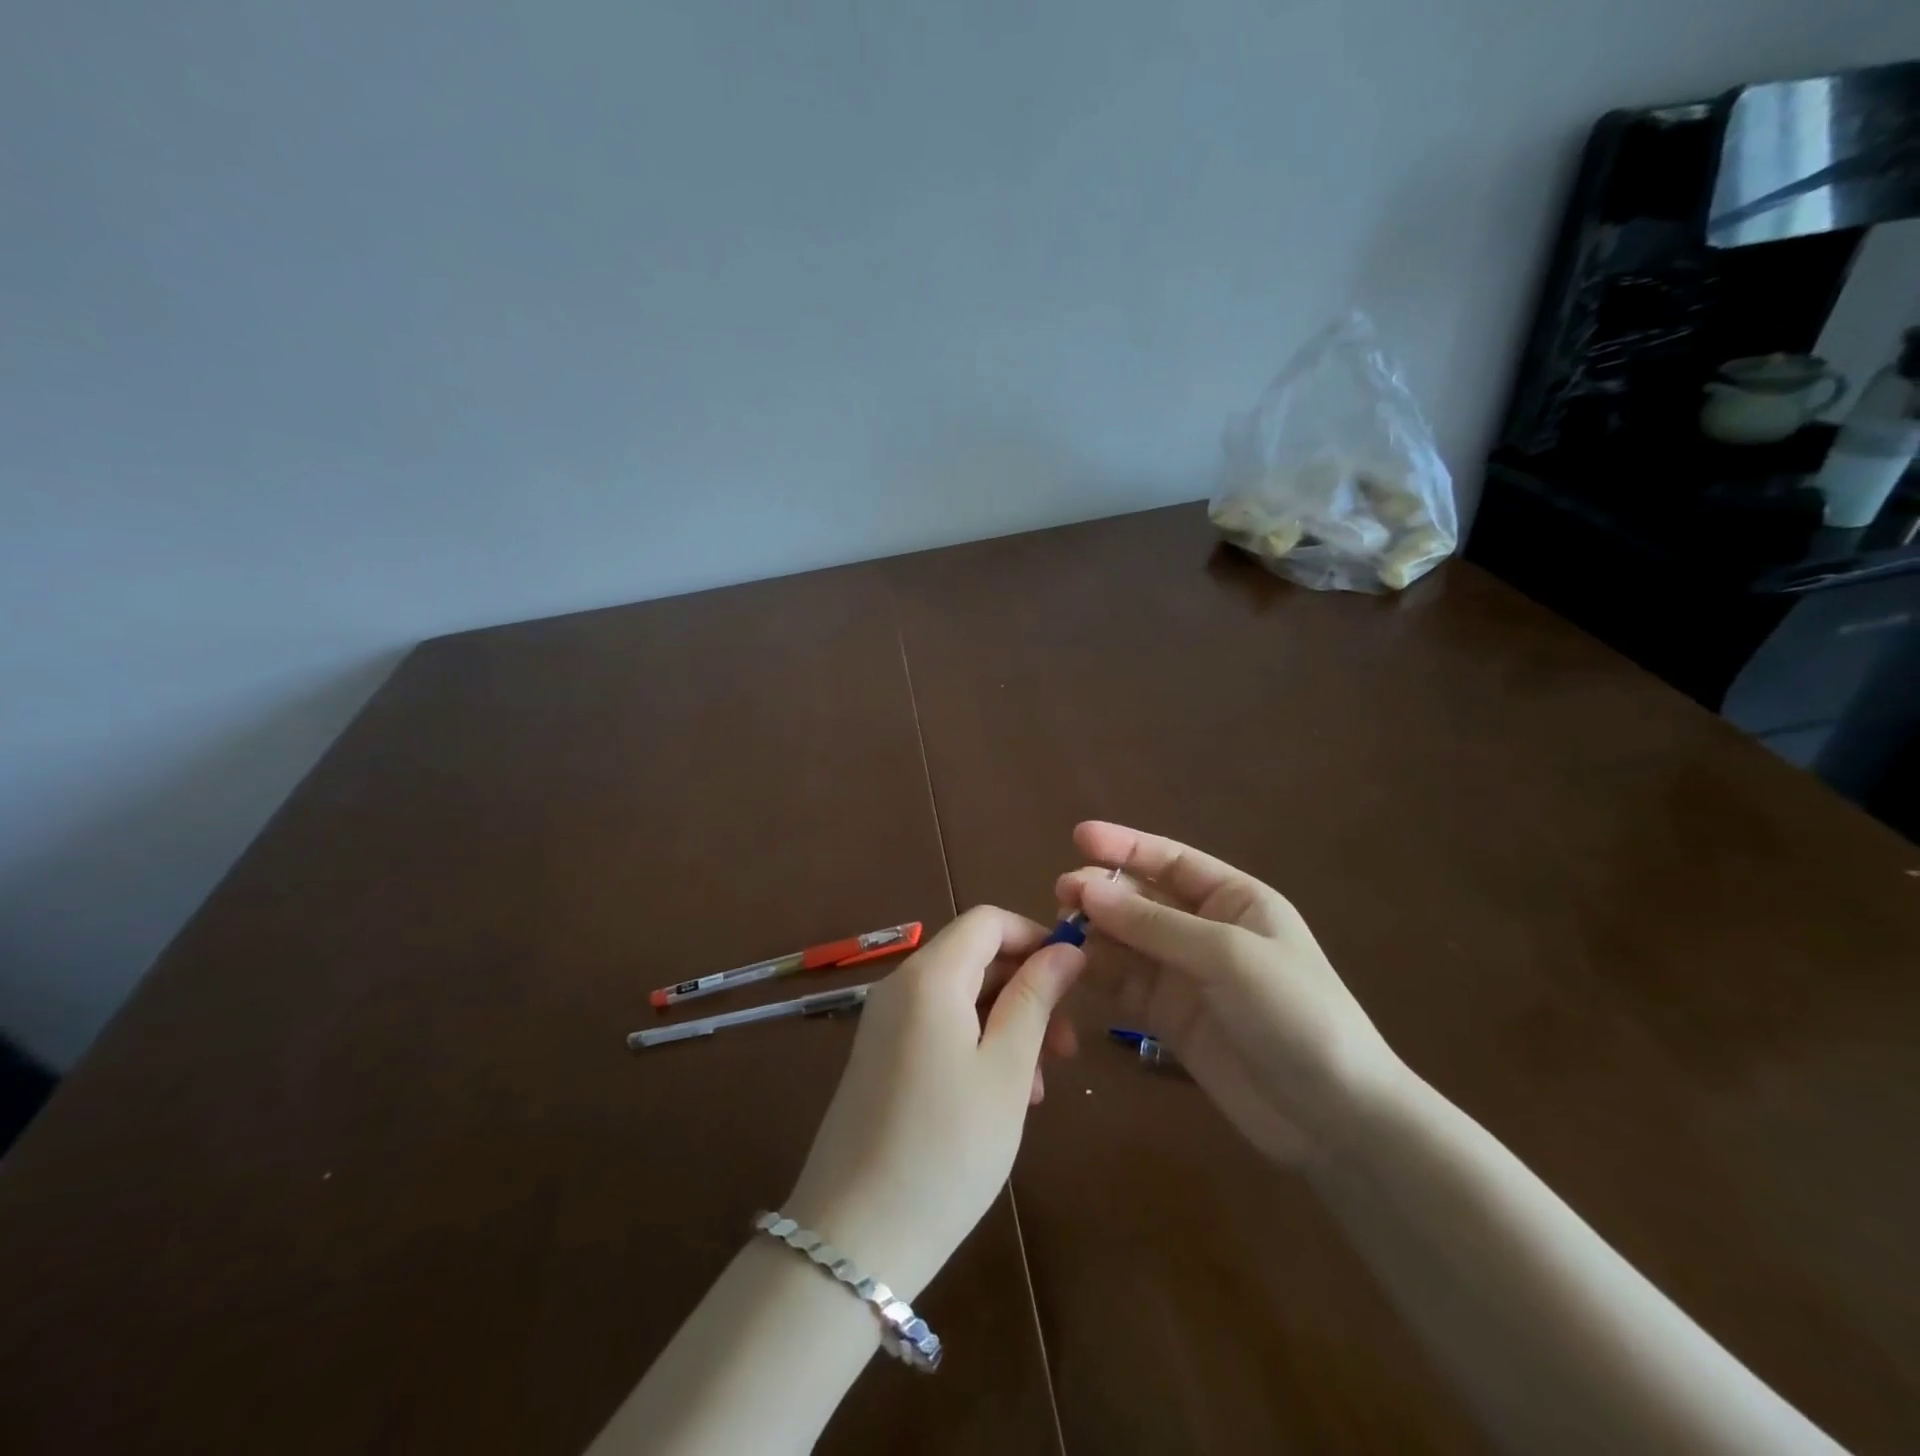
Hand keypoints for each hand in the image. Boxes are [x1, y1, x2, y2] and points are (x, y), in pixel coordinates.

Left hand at [783, 907, 1083, 1302]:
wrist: (853, 1239)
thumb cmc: (947, 1148)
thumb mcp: (1005, 1070)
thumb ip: (1035, 999)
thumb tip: (1066, 950)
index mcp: (930, 976)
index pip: (988, 921)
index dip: (1035, 937)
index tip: (1074, 981)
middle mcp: (901, 986)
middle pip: (975, 958)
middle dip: (1026, 989)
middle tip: (1065, 1048)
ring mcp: (885, 1023)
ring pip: (961, 998)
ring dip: (1006, 1025)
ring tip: (1038, 1087)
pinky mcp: (880, 1058)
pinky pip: (938, 1028)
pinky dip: (977, 1045)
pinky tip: (1001, 1097)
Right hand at [1057, 821, 1402, 1164]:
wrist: (1334, 1116)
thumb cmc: (1294, 1013)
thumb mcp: (1228, 956)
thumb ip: (1154, 924)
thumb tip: (1086, 890)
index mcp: (1234, 900)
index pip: (1171, 860)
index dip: (1125, 845)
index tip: (1079, 835)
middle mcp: (1205, 930)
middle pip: (1142, 898)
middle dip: (1102, 891)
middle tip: (1061, 893)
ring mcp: (1185, 974)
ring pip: (1126, 940)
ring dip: (1094, 931)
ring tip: (1059, 930)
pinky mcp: (1168, 1016)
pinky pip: (1124, 983)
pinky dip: (1097, 973)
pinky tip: (1070, 968)